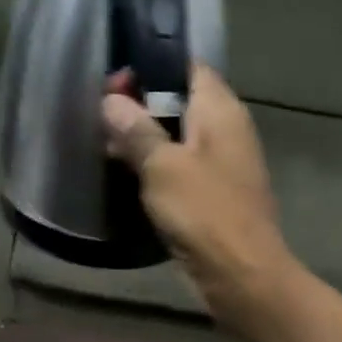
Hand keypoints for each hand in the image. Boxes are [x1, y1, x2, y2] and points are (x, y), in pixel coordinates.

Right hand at [102, 64, 295, 326]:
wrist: (241, 274)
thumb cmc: (204, 212)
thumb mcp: (162, 166)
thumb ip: (136, 129)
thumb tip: (112, 100)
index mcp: (221, 110)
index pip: (189, 67)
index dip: (151, 67)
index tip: (115, 78)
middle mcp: (226, 130)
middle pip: (181, 101)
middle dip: (141, 104)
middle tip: (100, 112)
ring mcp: (222, 164)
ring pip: (179, 136)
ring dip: (146, 138)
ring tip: (104, 143)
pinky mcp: (214, 194)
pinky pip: (182, 167)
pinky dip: (157, 166)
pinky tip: (127, 174)